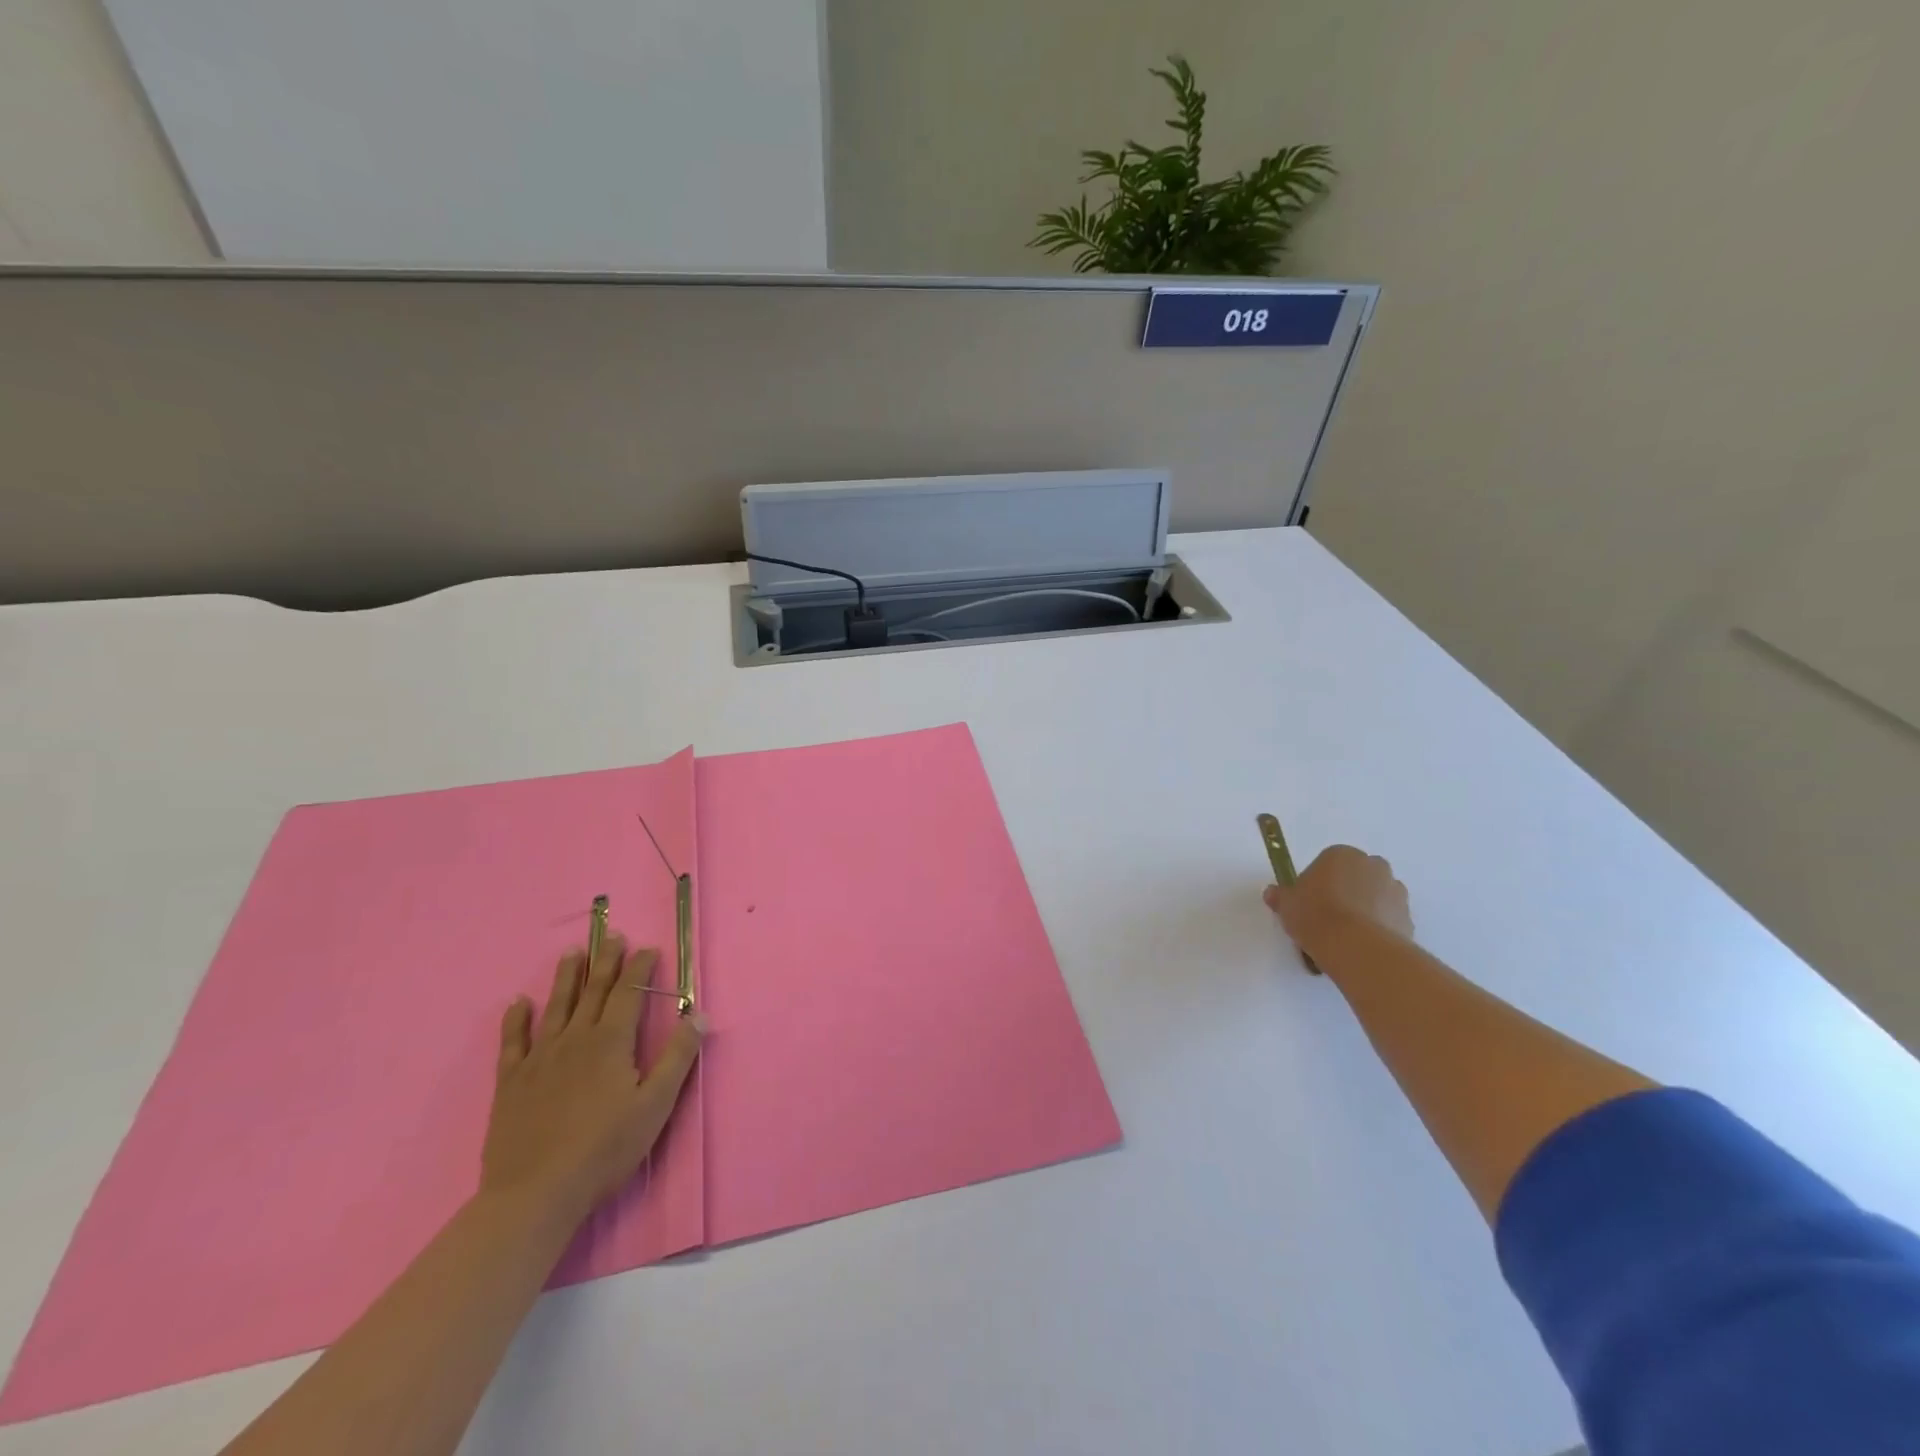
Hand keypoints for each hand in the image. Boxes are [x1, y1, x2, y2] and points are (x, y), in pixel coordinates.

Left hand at [481, 933, 704, 1227]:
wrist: (535, 1194)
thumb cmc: (604, 1149)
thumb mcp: (655, 1105)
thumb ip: (677, 1057)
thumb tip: (699, 1015)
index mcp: (611, 1043)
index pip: (628, 993)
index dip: (639, 968)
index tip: (648, 948)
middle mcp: (575, 1039)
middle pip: (593, 991)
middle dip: (606, 961)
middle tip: (612, 934)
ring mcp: (540, 1059)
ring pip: (556, 1006)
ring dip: (565, 977)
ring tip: (571, 952)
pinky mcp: (511, 1082)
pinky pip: (513, 1042)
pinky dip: (516, 1019)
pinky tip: (518, 1003)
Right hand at [1264, 844, 1413, 961]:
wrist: (1356, 947)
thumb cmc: (1315, 914)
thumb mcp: (1286, 905)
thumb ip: (1280, 896)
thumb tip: (1272, 893)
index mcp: (1341, 854)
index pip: (1328, 862)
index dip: (1317, 882)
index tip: (1308, 902)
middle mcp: (1373, 866)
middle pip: (1357, 876)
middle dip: (1347, 891)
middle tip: (1327, 916)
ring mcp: (1395, 891)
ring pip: (1376, 897)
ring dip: (1365, 909)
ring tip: (1345, 936)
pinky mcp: (1408, 917)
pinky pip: (1389, 919)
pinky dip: (1378, 928)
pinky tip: (1361, 946)